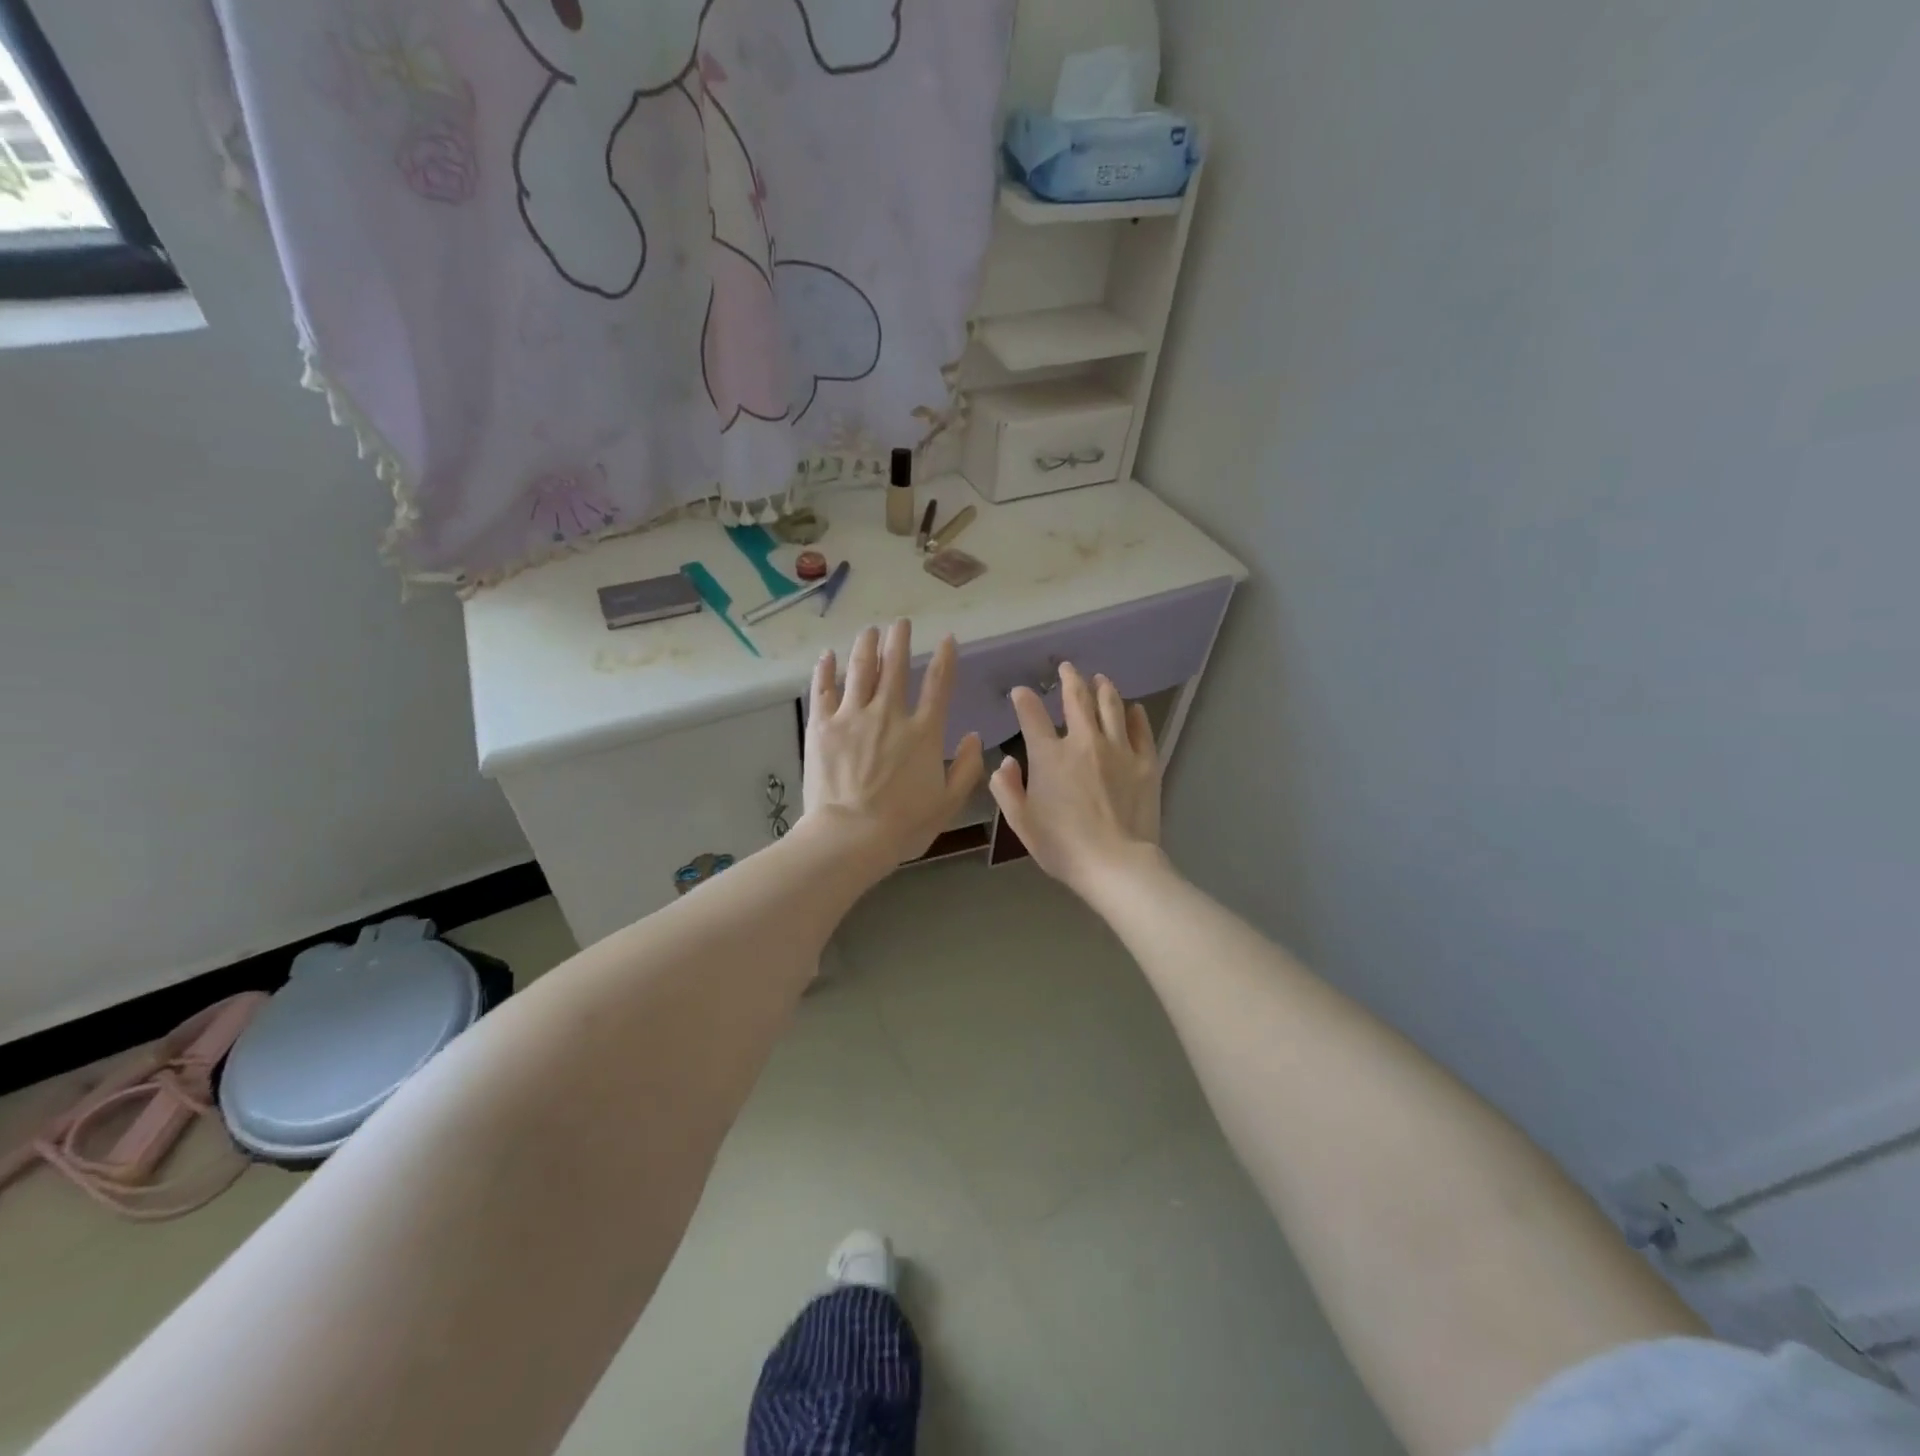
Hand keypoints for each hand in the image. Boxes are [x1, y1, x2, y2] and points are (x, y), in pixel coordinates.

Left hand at [802, 620, 984, 865]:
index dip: (945, 658)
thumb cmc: (903, 825)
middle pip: (896, 666)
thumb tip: (974, 737)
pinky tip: (828, 655)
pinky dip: (826, 670)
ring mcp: (853, 716)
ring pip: (861, 669)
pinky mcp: (822, 726)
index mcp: (923, 732)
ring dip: (867, 645)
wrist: (850, 836)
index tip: (946, 638)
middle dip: (900, 640)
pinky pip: (824, 690)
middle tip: (901, 623)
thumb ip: (966, 768)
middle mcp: (889, 714)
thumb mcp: (948, 803)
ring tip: (870, 629)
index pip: (939, 685)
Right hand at [988, 663, 1161, 894]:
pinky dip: (1135, 715)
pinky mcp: (1145, 763)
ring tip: (1100, 679)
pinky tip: (1133, 709)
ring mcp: (1119, 750)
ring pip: (1111, 707)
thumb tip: (1005, 762)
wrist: (1116, 864)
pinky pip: (1141, 730)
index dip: (1024, 700)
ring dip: (1103, 688)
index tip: (1021, 692)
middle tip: (1068, 668)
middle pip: (1077, 700)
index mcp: (1049, 756)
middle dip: (1070, 679)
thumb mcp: (1021, 822)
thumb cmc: (1062, 846)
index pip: (1032, 716)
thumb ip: (1007, 789)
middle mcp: (1084, 742)